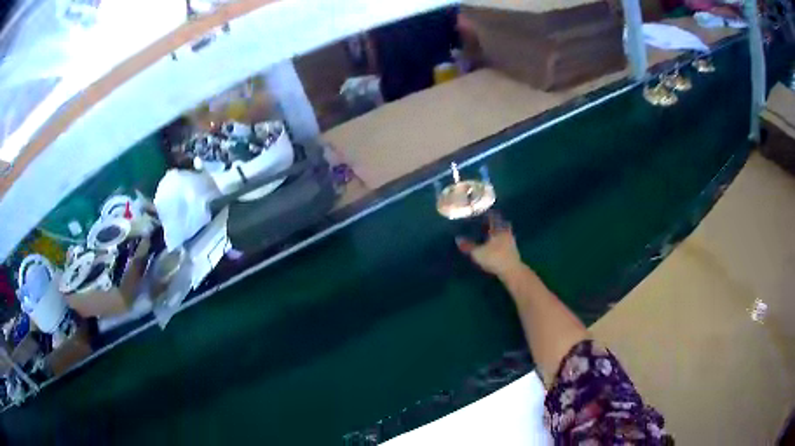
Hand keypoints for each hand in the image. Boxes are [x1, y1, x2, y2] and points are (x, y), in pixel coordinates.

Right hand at [456, 213, 523, 277]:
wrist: (512, 271)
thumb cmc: (494, 258)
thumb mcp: (477, 253)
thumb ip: (468, 246)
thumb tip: (458, 239)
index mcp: (499, 229)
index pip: (494, 217)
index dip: (489, 214)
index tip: (483, 213)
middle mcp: (506, 233)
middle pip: (500, 224)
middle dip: (493, 224)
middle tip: (485, 223)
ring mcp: (511, 242)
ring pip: (503, 233)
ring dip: (497, 233)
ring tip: (488, 235)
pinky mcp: (513, 252)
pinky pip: (505, 242)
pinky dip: (499, 242)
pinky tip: (494, 246)